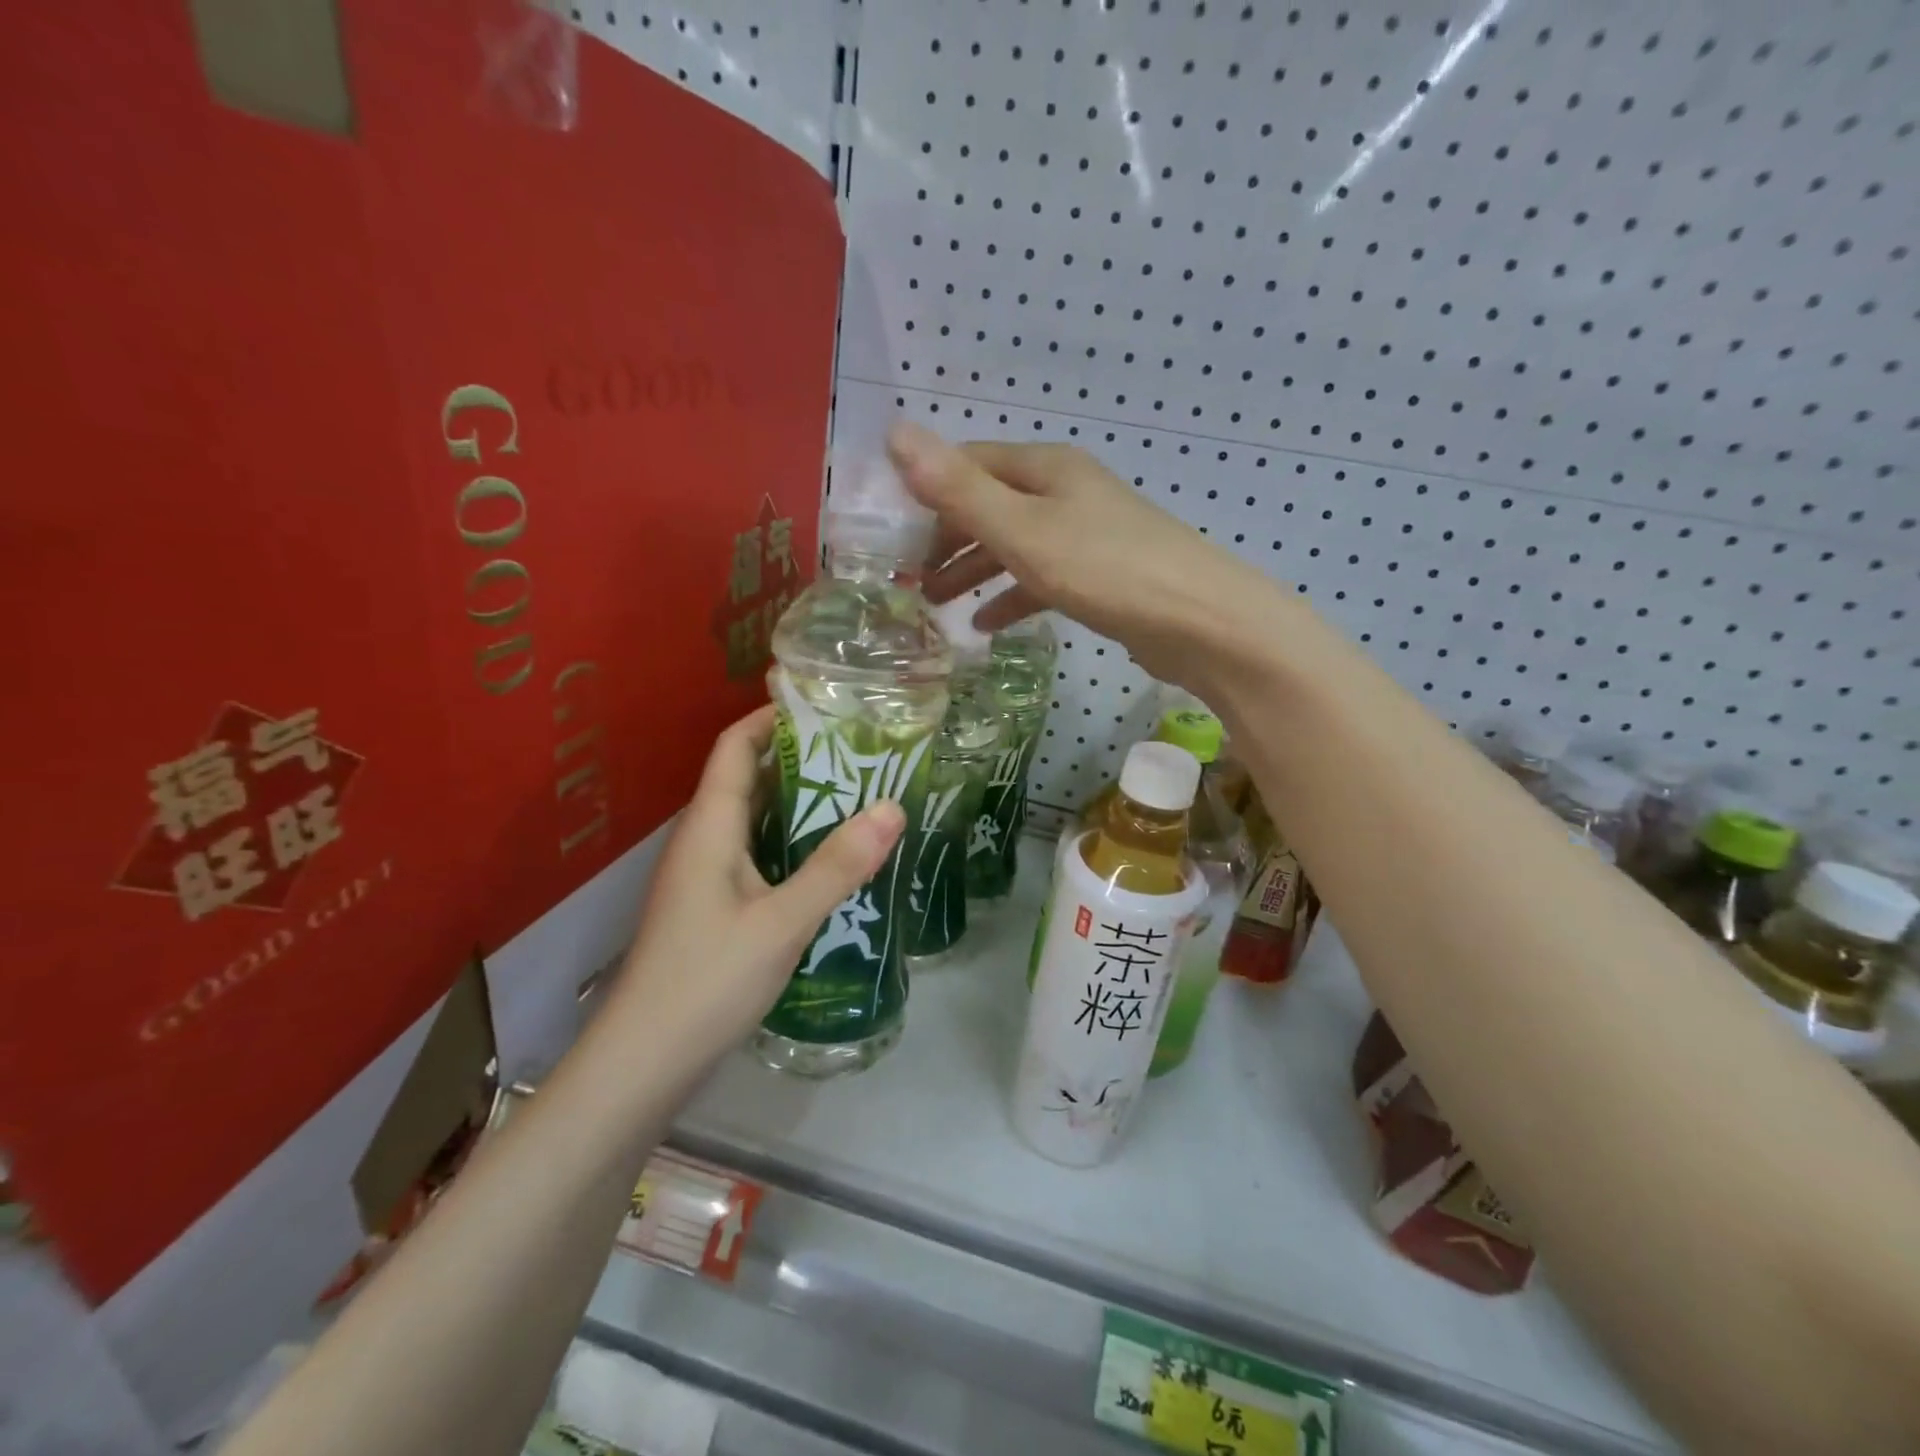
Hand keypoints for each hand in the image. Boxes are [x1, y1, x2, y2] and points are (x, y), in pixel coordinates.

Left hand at [606, 706, 904, 1069]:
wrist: (644, 1063)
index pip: (734, 747)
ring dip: (799, 802)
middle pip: (748, 778)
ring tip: (859, 795)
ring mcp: (704, 877)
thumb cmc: (707, 981)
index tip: (824, 702)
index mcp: (709, 827)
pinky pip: (756, 854)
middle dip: (800, 757)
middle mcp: (702, 841)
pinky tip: (830, 859)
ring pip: (754, 819)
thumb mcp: (783, 922)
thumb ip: (838, 866)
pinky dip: (792, 842)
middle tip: (862, 750)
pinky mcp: (713, 908)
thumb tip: (893, 807)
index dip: (771, 717)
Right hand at [885, 421, 1281, 687]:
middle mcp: (1064, 492)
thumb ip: (958, 489)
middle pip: (989, 505)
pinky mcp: (1100, 576)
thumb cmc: (1105, 569)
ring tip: (935, 604)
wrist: (1200, 622)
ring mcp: (1086, 534)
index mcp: (1045, 468)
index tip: (890, 536)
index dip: (925, 494)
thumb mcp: (1022, 529)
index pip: (968, 465)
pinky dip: (1011, 596)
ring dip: (972, 570)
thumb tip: (895, 432)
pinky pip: (1041, 578)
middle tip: (908, 579)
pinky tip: (986, 625)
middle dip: (946, 539)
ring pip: (1013, 544)